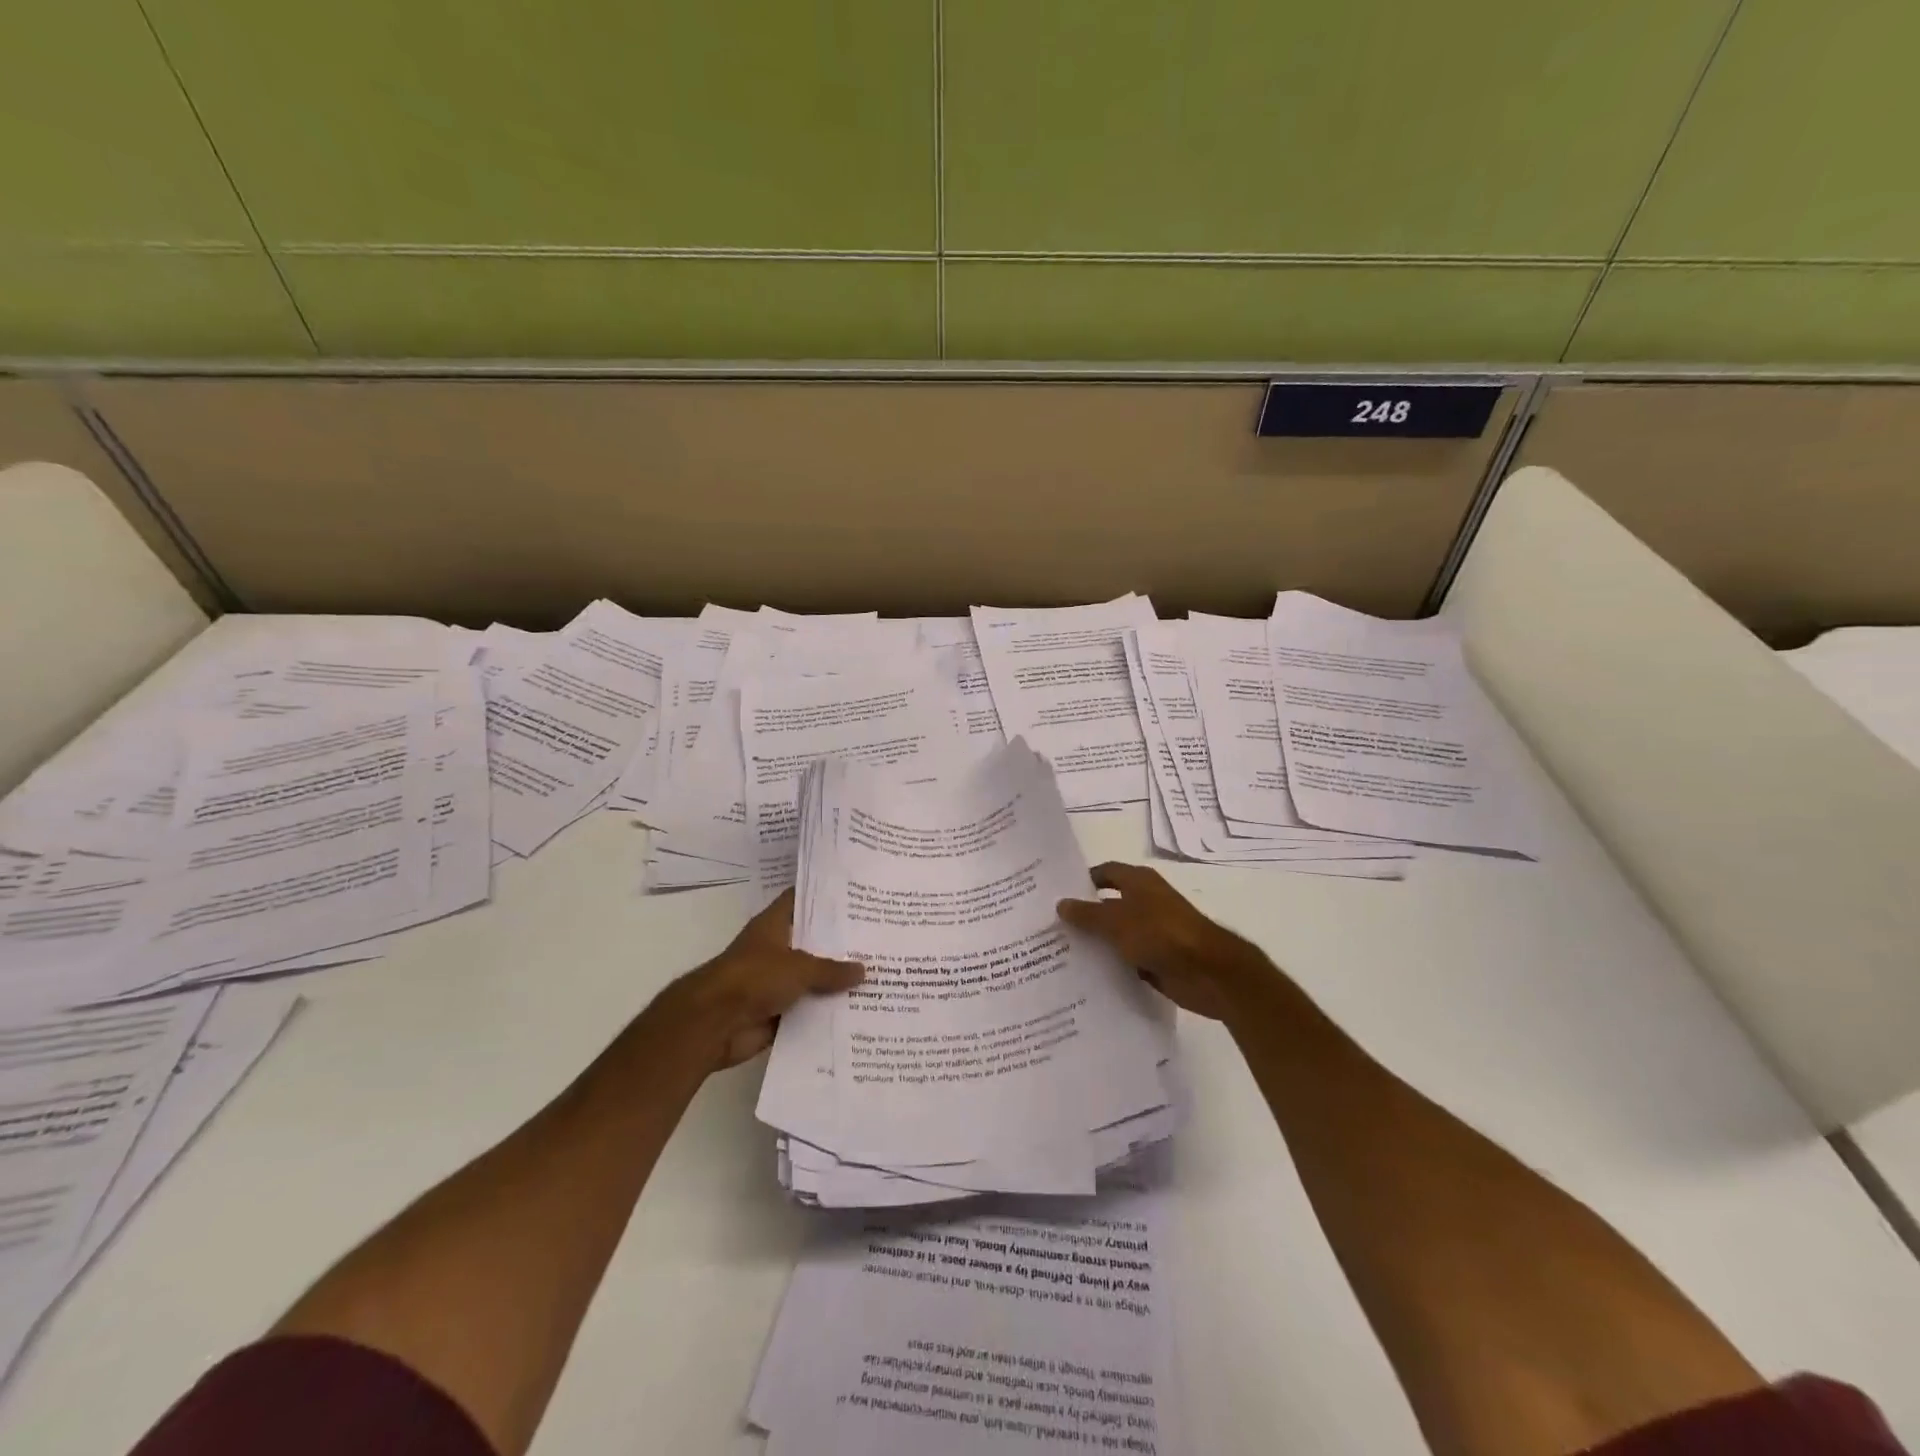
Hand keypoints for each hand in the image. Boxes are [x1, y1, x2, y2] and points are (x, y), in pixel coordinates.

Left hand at [664, 889, 863, 1070]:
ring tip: (876, 977)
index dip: (824, 897)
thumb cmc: (753, 978)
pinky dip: (824, 1014)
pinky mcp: (775, 1013)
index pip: (800, 900)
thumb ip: (831, 969)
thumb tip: (863, 970)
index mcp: (773, 926)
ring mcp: (773, 983)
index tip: (855, 896)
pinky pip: (806, 1011)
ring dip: (834, 983)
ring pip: (811, 979)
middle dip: (839, 944)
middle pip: (811, 942)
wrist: (713, 1024)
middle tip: (876, 940)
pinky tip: (856, 1012)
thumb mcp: (799, 967)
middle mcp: (774, 950)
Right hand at [1057, 862, 1276, 1021]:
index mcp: (1139, 882)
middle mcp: (1145, 902)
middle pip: (1108, 904)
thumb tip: (1061, 903)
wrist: (1210, 973)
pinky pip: (1126, 960)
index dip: (1081, 881)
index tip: (1054, 894)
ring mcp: (1152, 932)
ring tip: (1058, 954)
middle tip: (1049, 927)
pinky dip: (1110, 966)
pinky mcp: (1157, 960)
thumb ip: (1088, 914)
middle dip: (1083, 915)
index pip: (1104, 873)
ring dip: (1095, 943)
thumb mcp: (1117, 921)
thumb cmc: (1162, 934)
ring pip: (1116, 934)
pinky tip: (1085, 977)